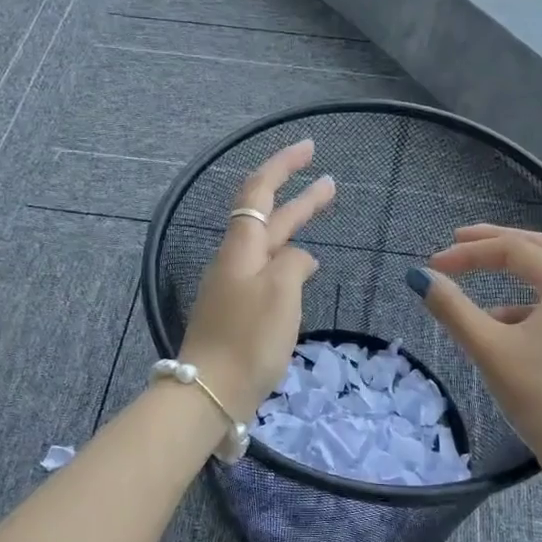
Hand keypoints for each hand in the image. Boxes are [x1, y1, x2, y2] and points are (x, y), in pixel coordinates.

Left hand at [177, 140, 333, 420]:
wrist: (209, 393)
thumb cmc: (247, 338)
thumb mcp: (280, 293)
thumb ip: (294, 264)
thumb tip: (300, 259)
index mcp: (241, 247)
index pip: (258, 191)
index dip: (282, 165)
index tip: (309, 147)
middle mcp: (235, 260)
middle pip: (268, 217)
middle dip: (299, 197)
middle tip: (332, 182)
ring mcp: (235, 287)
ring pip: (269, 245)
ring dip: (294, 227)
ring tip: (321, 216)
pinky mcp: (239, 312)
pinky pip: (267, 273)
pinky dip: (289, 261)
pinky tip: (304, 269)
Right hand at [410, 225, 541, 499]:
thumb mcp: (489, 350)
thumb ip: (452, 308)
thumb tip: (419, 276)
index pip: (512, 249)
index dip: (468, 252)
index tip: (433, 266)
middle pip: (538, 249)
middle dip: (495, 242)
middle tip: (457, 241)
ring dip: (512, 268)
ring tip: (476, 277)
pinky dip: (525, 299)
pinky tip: (502, 324)